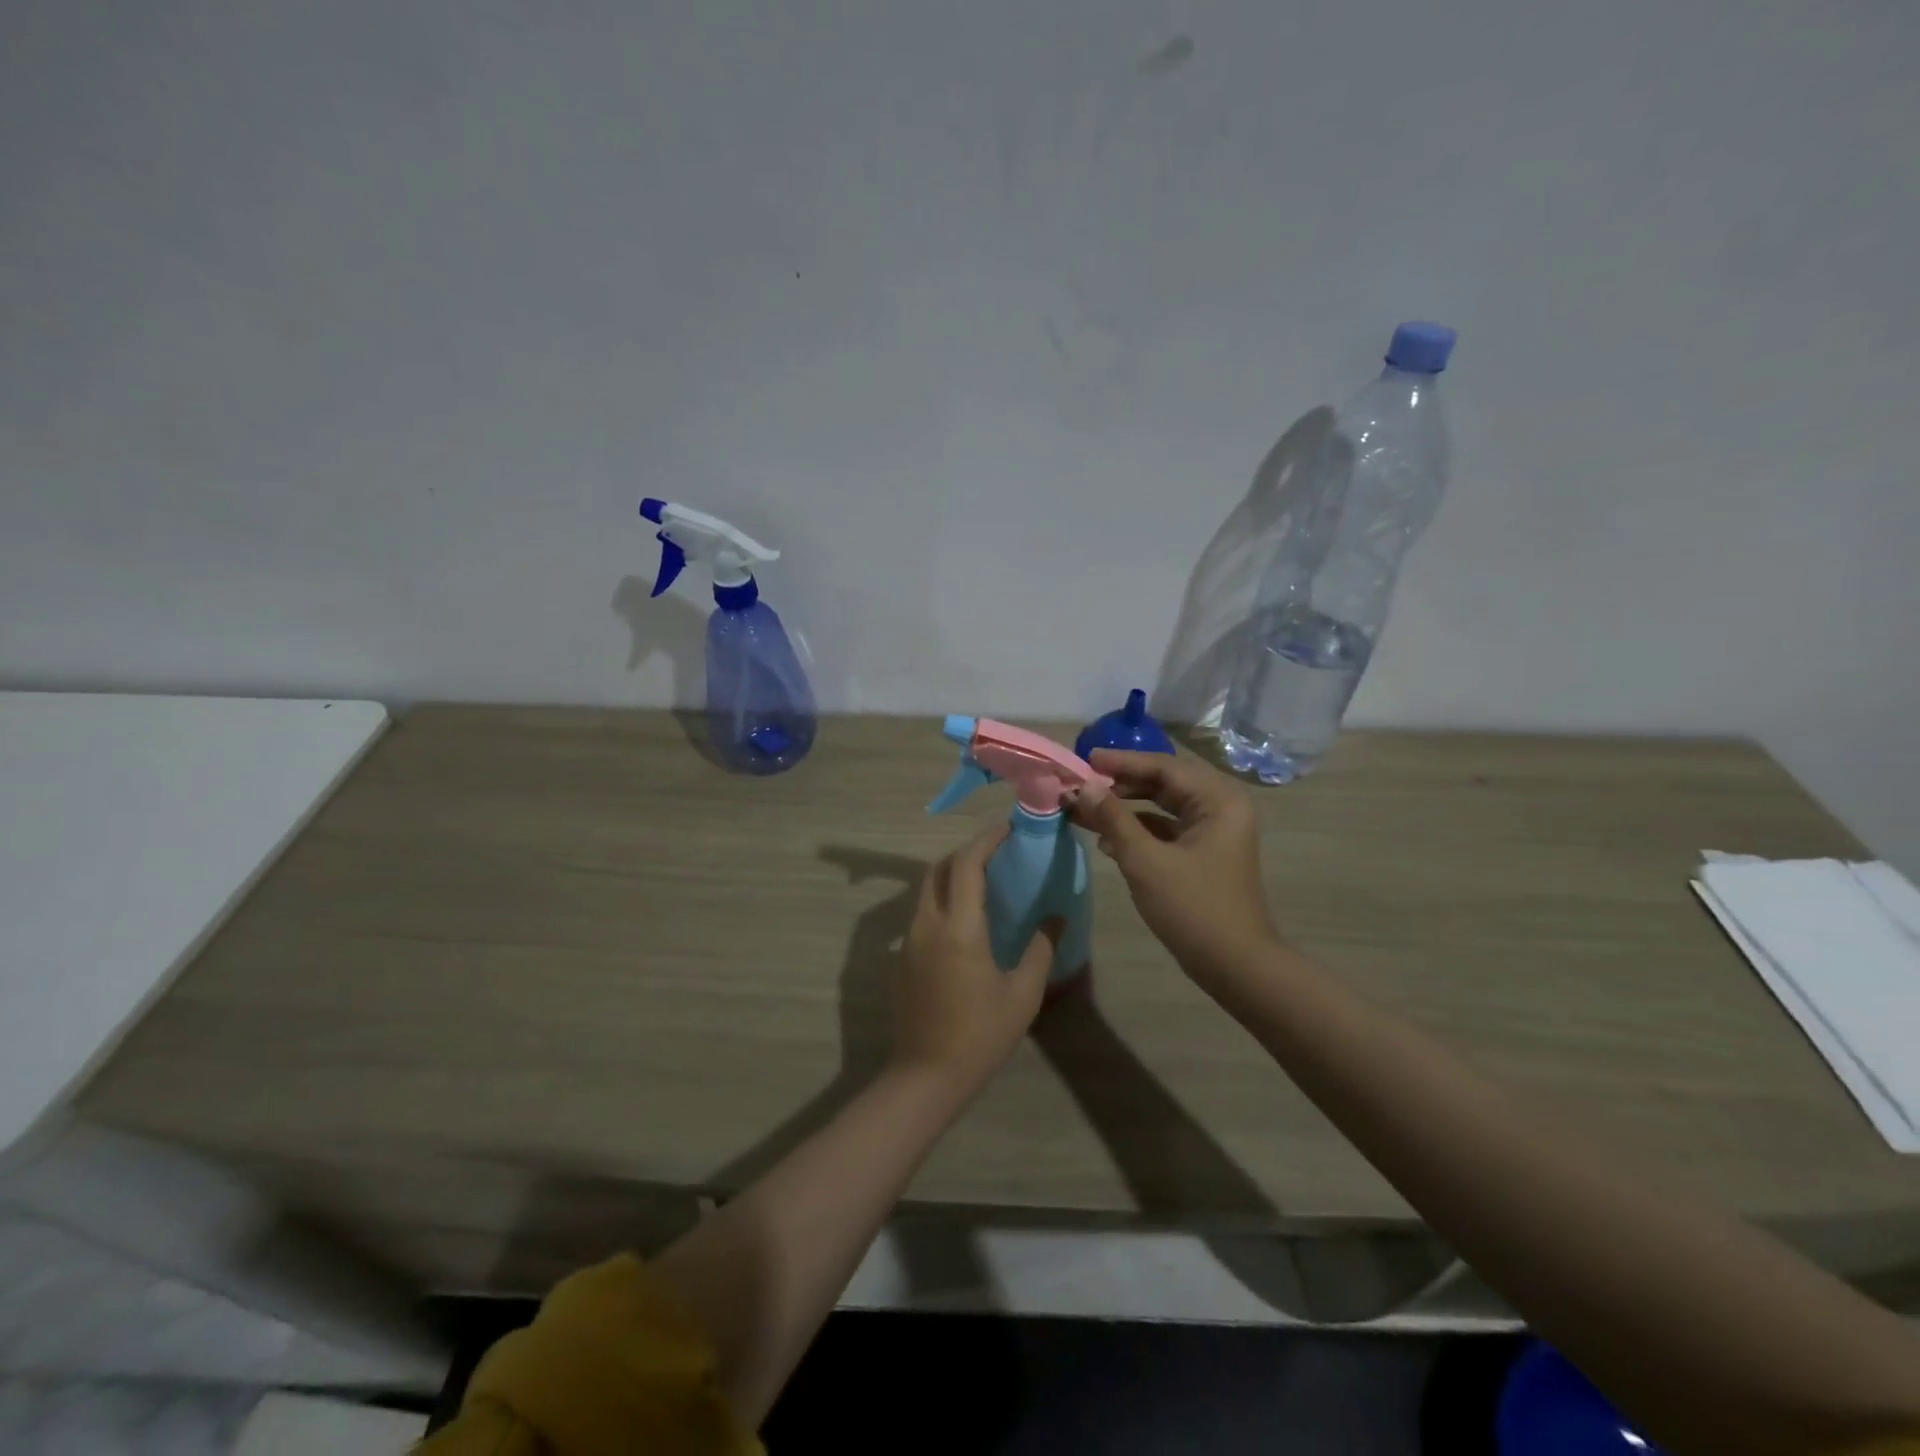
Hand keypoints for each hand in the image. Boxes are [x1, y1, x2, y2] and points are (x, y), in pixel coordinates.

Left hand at [889, 824, 1060, 1096]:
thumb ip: (1041, 949)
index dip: (986, 840)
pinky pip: (922, 912)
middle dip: (967, 852)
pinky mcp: (902, 957)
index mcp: (959, 928)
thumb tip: (1057, 917)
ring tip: (985, 881)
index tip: (1008, 829)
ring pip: (928, 889)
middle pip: (940, 869)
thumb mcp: (1022, 994)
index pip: (967, 864)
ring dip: (953, 875)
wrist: (926, 1076)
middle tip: (998, 852)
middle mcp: (927, 924)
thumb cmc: (980, 1035)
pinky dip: (944, 900)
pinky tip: (966, 920)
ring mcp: (909, 939)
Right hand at [1068, 749, 1277, 979]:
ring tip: (1083, 809)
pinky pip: (1165, 830)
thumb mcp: (1146, 861)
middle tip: (1081, 783)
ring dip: (1124, 808)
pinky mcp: (1203, 854)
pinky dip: (1137, 831)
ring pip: (1162, 807)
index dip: (1121, 762)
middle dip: (1120, 784)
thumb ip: (1113, 818)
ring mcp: (1213, 832)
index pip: (1163, 767)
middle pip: (1163, 783)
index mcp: (1218, 800)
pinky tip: (1105, 840)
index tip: (1085, 759)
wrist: (1235, 966)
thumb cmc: (1193, 908)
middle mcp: (1220, 807)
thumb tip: (1084, 786)